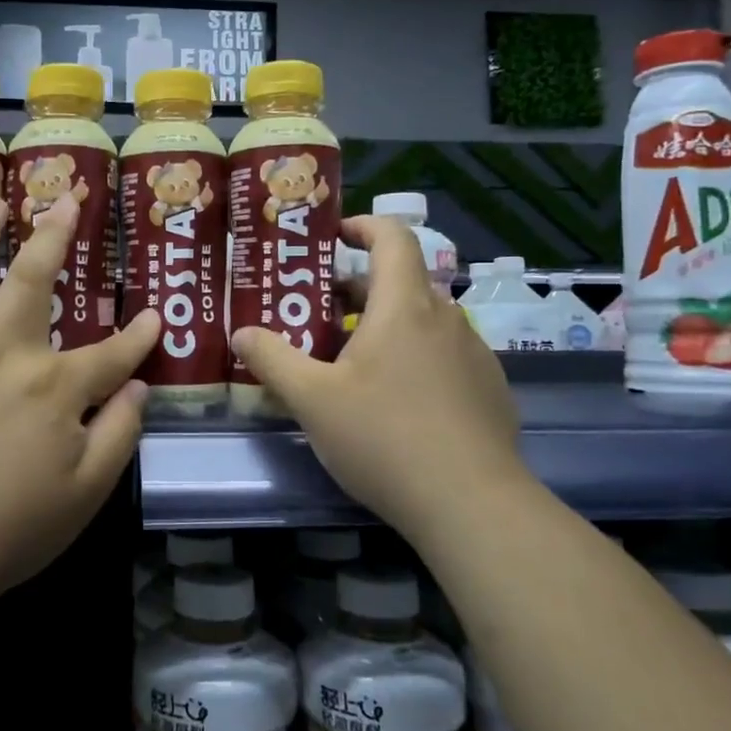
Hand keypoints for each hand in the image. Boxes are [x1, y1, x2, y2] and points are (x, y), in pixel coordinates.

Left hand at [0, 195, 159, 623]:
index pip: (112, 353)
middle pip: (32, 280)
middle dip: (55, 236)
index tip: (154, 318)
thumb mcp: (86, 493)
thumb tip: (141, 388)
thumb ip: (120, 434)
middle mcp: (3, 354)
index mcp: (54, 388)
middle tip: (66, 201)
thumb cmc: (9, 530)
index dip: (139, 336)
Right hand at [232, 216, 525, 539]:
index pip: (393, 236)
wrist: (472, 505)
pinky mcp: (489, 390)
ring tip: (349, 361)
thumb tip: (240, 333)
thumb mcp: (312, 399)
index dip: (363, 226)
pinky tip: (394, 403)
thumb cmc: (385, 437)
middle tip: (317, 313)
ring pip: (423, 322)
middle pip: (401, 282)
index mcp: (405, 306)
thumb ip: (272, 359)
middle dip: (357, 289)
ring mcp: (475, 355)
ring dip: (385, 326)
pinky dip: (414, 358)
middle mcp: (446, 318)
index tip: (334, 237)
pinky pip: (444, 356)